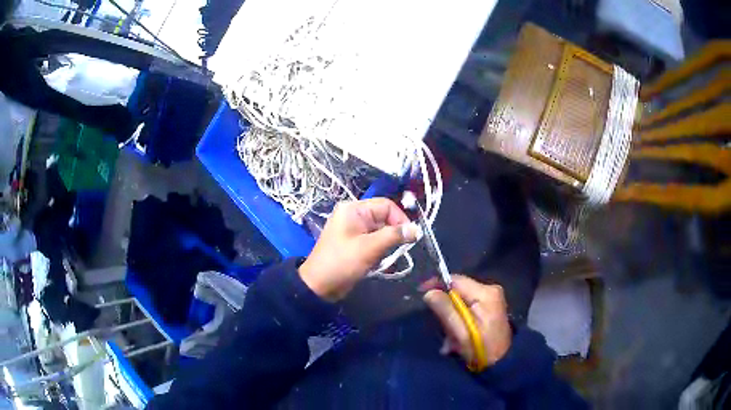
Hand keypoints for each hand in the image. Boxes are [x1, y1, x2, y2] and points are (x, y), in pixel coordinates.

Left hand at [299, 198, 418, 300]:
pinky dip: (379, 250)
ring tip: (383, 257)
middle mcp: (354, 215)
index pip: (386, 205)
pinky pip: (374, 241)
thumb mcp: (370, 248)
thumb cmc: (342, 262)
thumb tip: (417, 229)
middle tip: (398, 250)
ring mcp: (354, 230)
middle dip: (393, 234)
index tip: (410, 237)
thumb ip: (394, 236)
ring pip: (381, 231)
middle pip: (384, 218)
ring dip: (386, 244)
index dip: (400, 219)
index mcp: (354, 209)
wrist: (319, 286)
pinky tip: (376, 261)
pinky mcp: (355, 243)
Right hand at [424, 275, 511, 367]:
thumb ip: (445, 310)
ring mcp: (491, 300)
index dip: (436, 284)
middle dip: (445, 311)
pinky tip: (457, 341)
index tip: (421, 293)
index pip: (456, 280)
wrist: (502, 364)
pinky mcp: (489, 309)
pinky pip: (467, 309)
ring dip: (451, 321)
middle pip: (458, 292)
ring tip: (450, 342)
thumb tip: (429, 292)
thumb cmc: (482, 349)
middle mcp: (490, 290)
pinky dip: (459, 323)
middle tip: (442, 331)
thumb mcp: (461, 332)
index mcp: (485, 293)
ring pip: (461, 303)